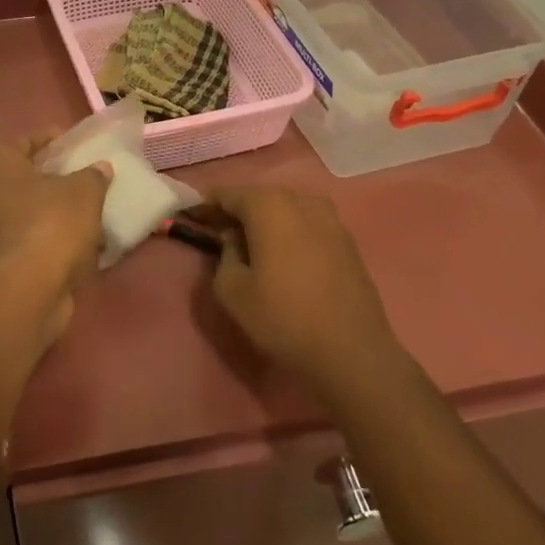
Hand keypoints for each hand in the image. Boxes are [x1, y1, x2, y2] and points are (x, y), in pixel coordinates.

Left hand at [0, 138, 110, 339]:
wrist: (24, 292)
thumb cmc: (50, 225)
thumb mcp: (84, 193)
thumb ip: (93, 177)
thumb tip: (100, 169)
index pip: (25, 142)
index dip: (51, 141)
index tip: (75, 144)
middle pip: (22, 179)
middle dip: (52, 179)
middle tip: (83, 178)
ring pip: (24, 213)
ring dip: (52, 214)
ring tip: (87, 213)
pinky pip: (26, 242)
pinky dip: (48, 241)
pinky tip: (78, 246)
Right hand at [203, 186, 398, 393]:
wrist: (352, 350)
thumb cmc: (283, 318)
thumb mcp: (232, 291)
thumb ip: (224, 255)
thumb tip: (234, 240)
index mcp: (269, 206)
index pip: (228, 194)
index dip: (207, 204)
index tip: (192, 217)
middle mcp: (301, 201)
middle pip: (260, 197)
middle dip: (237, 211)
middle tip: (218, 231)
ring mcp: (330, 218)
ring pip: (287, 208)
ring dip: (266, 221)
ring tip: (251, 244)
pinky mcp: (347, 240)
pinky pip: (308, 224)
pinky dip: (290, 231)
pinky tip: (284, 255)